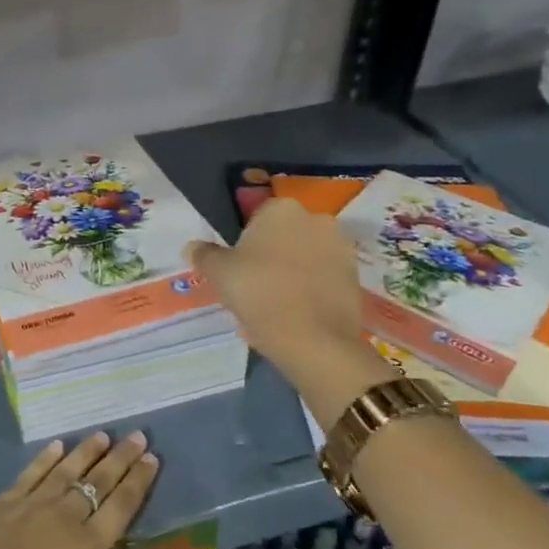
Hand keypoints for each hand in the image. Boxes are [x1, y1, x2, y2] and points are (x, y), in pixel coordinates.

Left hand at [0, 432, 168, 548]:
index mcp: (87, 547)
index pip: (121, 506)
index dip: (138, 481)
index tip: (152, 458)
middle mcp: (63, 517)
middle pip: (97, 480)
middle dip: (120, 457)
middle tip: (137, 436)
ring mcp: (31, 506)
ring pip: (65, 470)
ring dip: (86, 451)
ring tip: (102, 435)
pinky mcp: (3, 504)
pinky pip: (31, 474)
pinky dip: (46, 458)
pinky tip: (57, 445)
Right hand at [185, 198, 396, 411]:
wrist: (314, 340)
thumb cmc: (259, 294)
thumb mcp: (219, 273)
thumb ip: (204, 255)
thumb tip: (192, 247)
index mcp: (281, 209)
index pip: (256, 217)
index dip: (245, 243)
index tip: (238, 269)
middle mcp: (316, 218)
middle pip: (285, 234)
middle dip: (272, 254)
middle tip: (255, 286)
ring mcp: (341, 247)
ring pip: (307, 255)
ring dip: (294, 271)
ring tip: (278, 303)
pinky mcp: (356, 276)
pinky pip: (325, 277)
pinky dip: (312, 289)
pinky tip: (298, 313)